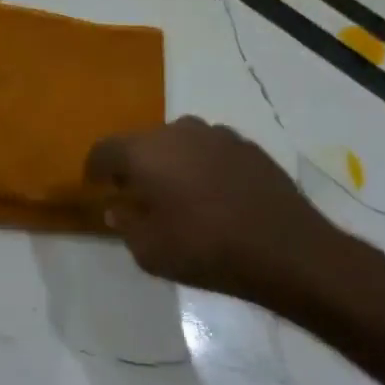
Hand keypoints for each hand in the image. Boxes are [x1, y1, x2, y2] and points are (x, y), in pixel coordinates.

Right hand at [85, 116, 341, 303]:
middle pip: (141, 142)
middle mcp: (176, 132)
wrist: (288, 251)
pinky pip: (210, 150)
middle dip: (134, 165)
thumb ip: (125, 224)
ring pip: (178, 142)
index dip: (95, 169)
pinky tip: (213, 195)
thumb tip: (118, 208)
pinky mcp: (249, 147)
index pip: (104, 150)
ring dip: (170, 162)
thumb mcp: (149, 250)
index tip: (97, 187)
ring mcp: (217, 135)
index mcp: (144, 152)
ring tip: (177, 192)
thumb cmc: (205, 249)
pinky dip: (202, 166)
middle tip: (137, 193)